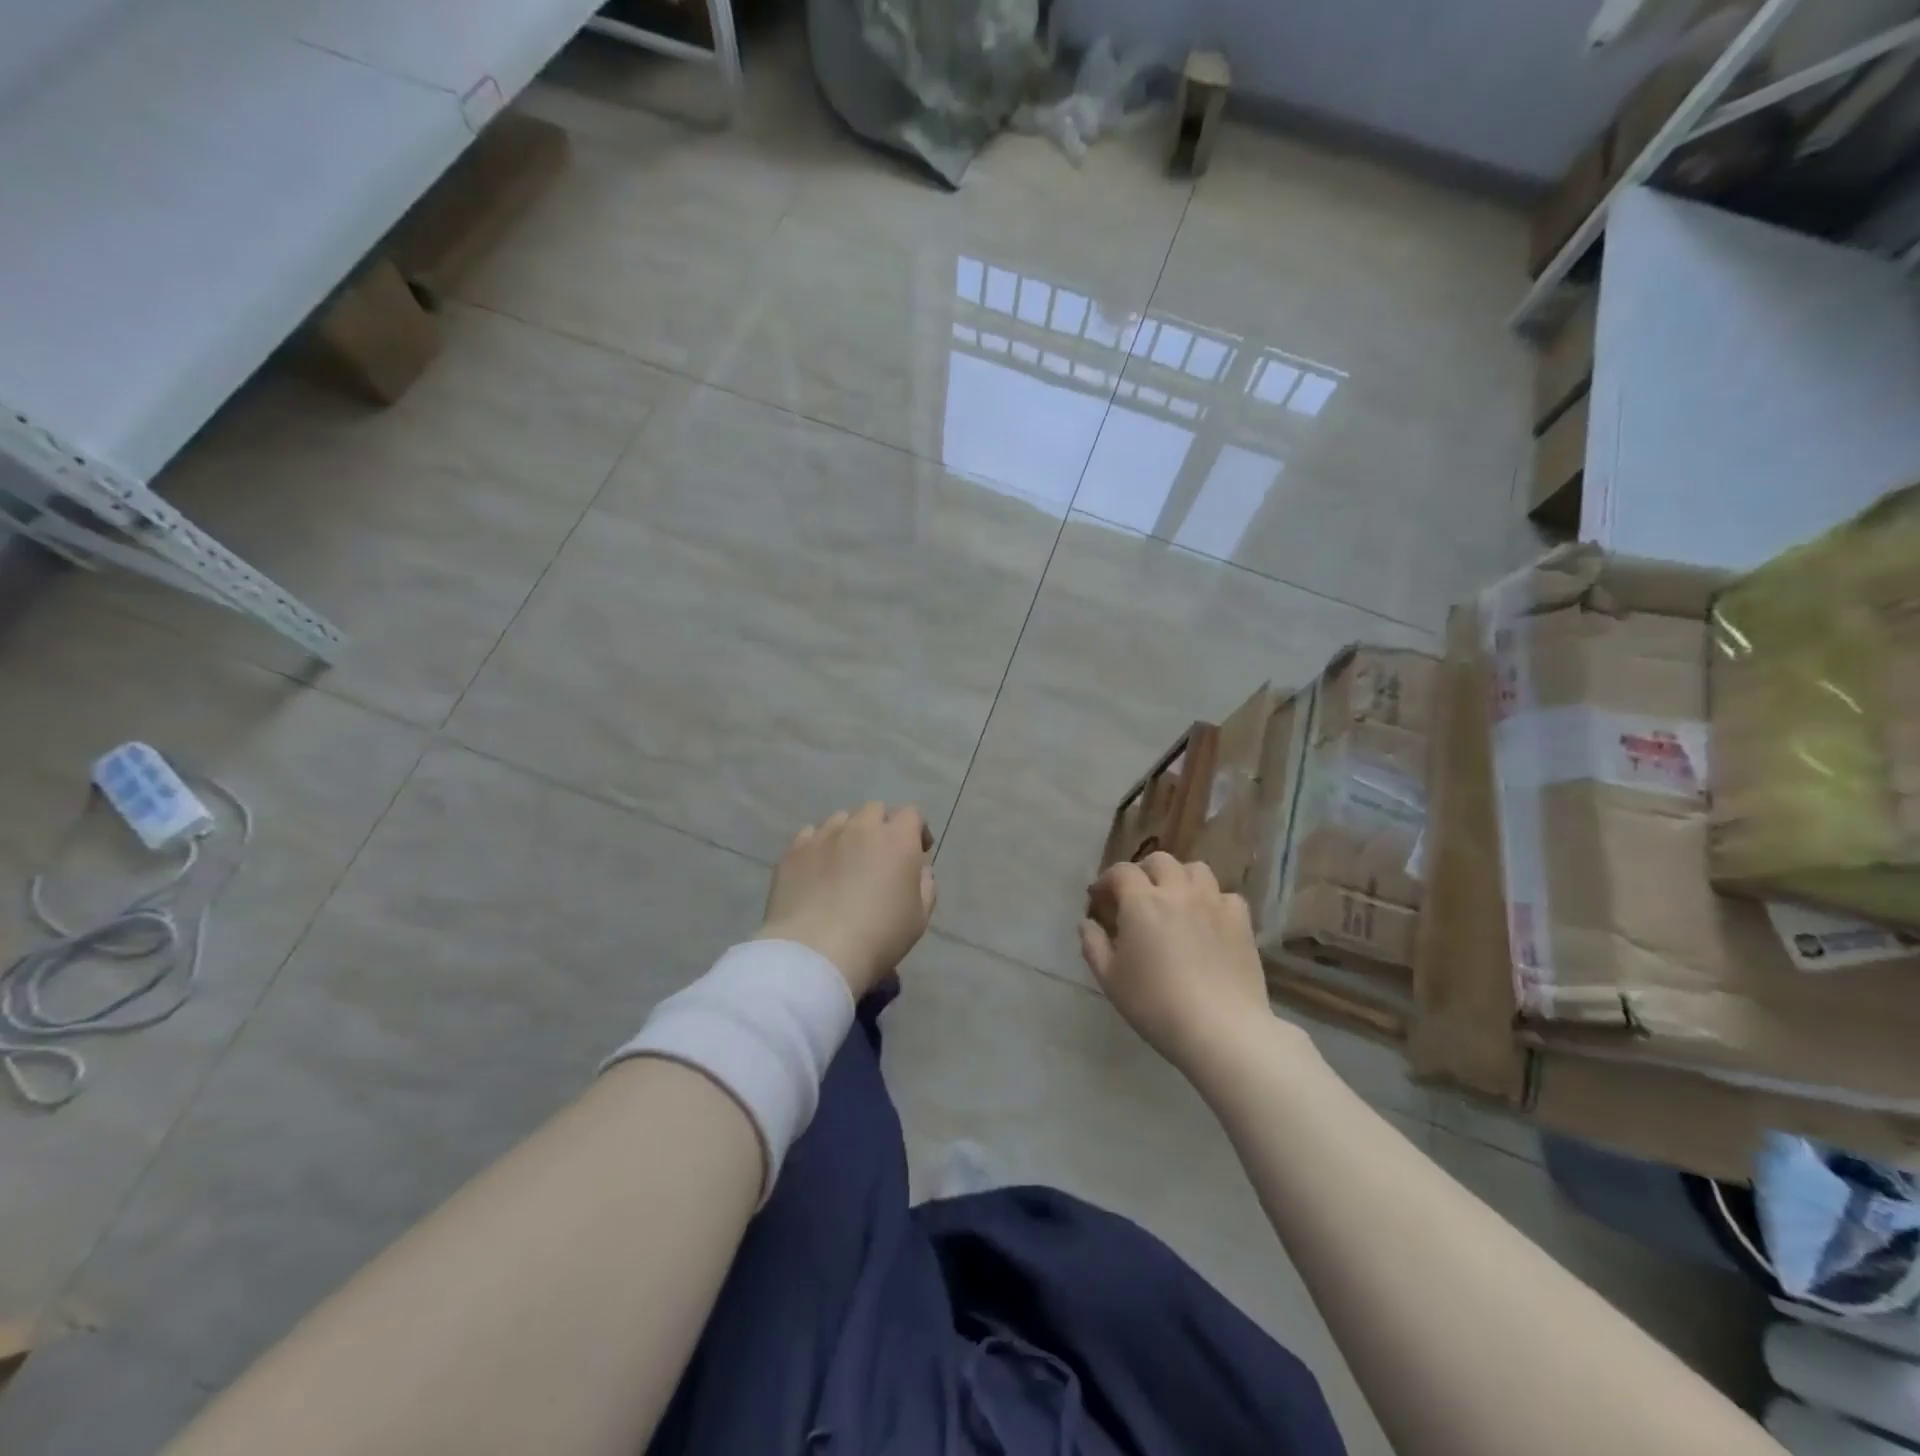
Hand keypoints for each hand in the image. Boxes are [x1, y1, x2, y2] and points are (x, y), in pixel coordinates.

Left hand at [756, 803, 935, 996]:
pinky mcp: (794, 850)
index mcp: (897, 840)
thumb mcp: (919, 918)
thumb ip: (925, 886)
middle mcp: (861, 827)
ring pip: (841, 819)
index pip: (911, 814)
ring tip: (845, 859)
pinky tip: (817, 867)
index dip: (916, 830)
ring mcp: (824, 835)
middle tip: (880, 854)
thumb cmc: (878, 936)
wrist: (817, 951)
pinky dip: (819, 845)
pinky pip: (810, 835)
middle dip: (882, 826)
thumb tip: (919, 870)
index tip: (918, 850)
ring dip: (849, 832)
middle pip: (875, 810)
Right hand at [1080, 853, 1270, 1072]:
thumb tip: (1087, 923)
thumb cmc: (1156, 1005)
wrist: (1220, 1029)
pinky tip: (1208, 920)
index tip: (1101, 898)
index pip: (1121, 872)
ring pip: (1196, 870)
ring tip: (1176, 900)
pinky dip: (1213, 901)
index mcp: (1142, 902)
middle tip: (1138, 896)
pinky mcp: (1241, 921)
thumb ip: (1093, 945)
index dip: (1108, 880)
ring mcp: (1213, 903)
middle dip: (1144, 872)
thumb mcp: (1110, 980)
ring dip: (1181, 878)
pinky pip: (1225, 895)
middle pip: (1160, 861)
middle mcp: (1178, 892)